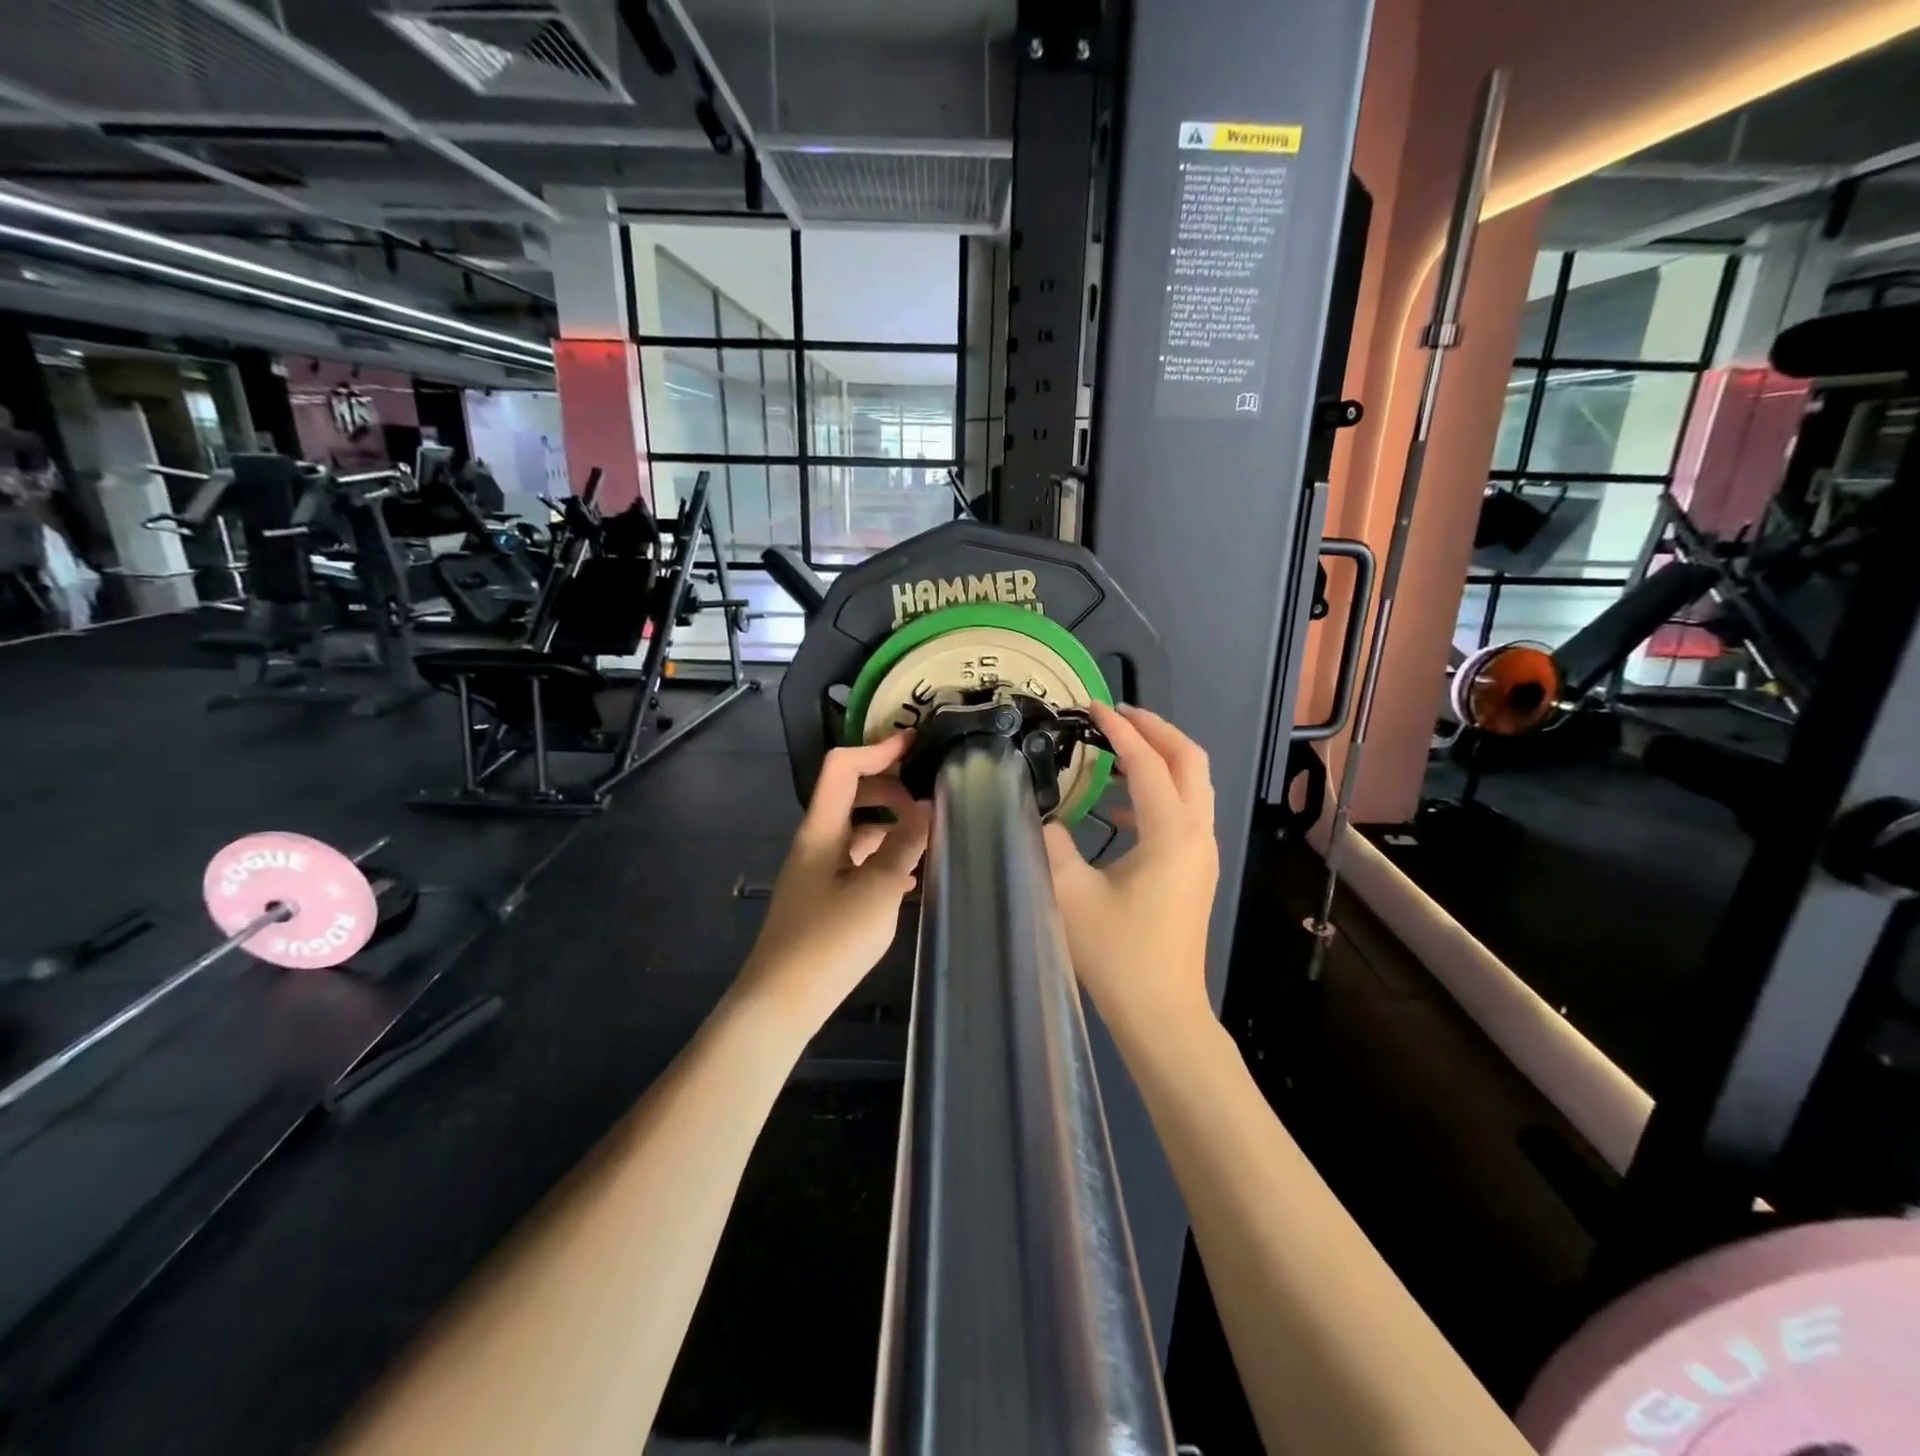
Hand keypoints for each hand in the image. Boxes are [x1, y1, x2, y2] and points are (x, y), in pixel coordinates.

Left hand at [738, 733, 929, 1031]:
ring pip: (856, 830)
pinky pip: (855, 860)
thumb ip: (904, 845)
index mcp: (822, 829)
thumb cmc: (829, 941)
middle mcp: (815, 841)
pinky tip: (908, 879)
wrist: (780, 1002)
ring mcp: (816, 870)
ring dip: (890, 826)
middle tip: (929, 803)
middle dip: (890, 789)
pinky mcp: (821, 896)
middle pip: (851, 794)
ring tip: (928, 839)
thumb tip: (927, 807)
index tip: (916, 744)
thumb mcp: (878, 890)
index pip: (843, 767)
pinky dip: (882, 857)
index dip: (878, 749)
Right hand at [1042, 703, 1218, 1045]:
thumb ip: (1052, 843)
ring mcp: (1202, 854)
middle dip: (1156, 729)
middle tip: (1116, 715)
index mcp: (1173, 834)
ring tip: (1118, 748)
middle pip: (1191, 761)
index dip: (1120, 730)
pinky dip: (1158, 793)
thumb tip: (1043, 814)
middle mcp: (1197, 835)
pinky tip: (1118, 808)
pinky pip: (1184, 812)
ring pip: (1193, 785)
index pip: (1149, 763)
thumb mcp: (1071, 894)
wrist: (1162, 1013)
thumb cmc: (1118, 954)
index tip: (1091, 706)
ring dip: (1160, 758)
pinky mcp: (1196, 871)